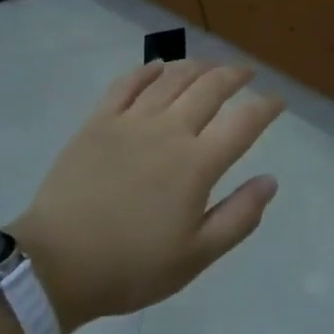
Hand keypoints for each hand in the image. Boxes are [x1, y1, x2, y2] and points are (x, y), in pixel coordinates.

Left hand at [10, 60, 283, 333]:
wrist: (55, 265)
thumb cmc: (131, 267)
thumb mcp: (196, 256)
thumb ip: (239, 216)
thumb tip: (271, 181)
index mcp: (197, 163)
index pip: (243, 122)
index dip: (266, 107)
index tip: (278, 101)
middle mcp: (170, 130)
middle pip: (210, 88)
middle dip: (234, 75)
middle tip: (247, 73)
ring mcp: (131, 120)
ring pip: (172, 78)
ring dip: (197, 67)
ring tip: (209, 66)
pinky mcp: (99, 121)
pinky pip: (127, 83)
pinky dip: (147, 70)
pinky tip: (158, 67)